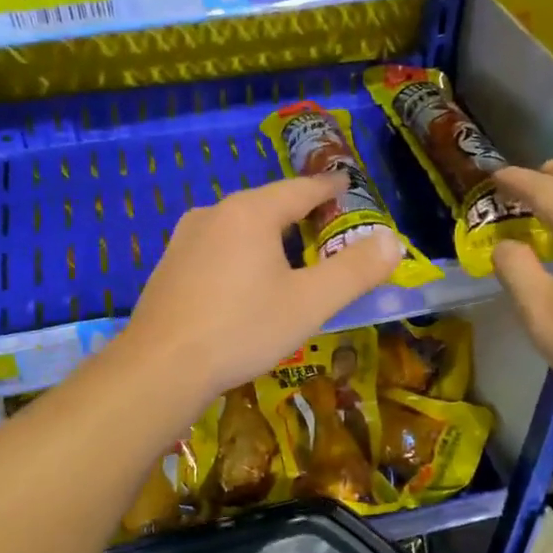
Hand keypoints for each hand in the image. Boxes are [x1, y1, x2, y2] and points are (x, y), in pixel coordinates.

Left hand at [120, 175, 400, 401]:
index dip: (328, 188)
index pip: (300, 189)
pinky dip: (241, 254)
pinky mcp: (169, 266)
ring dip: (267, 235)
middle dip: (298, 213)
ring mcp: (184, 239)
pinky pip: (216, 248)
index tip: (346, 185)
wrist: (160, 367)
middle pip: (267, 205)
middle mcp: (214, 213)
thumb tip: (392, 240)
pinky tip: (245, 282)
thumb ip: (354, 271)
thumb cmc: (242, 329)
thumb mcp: (309, 303)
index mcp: (250, 212)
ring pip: (238, 227)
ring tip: (289, 255)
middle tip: (324, 226)